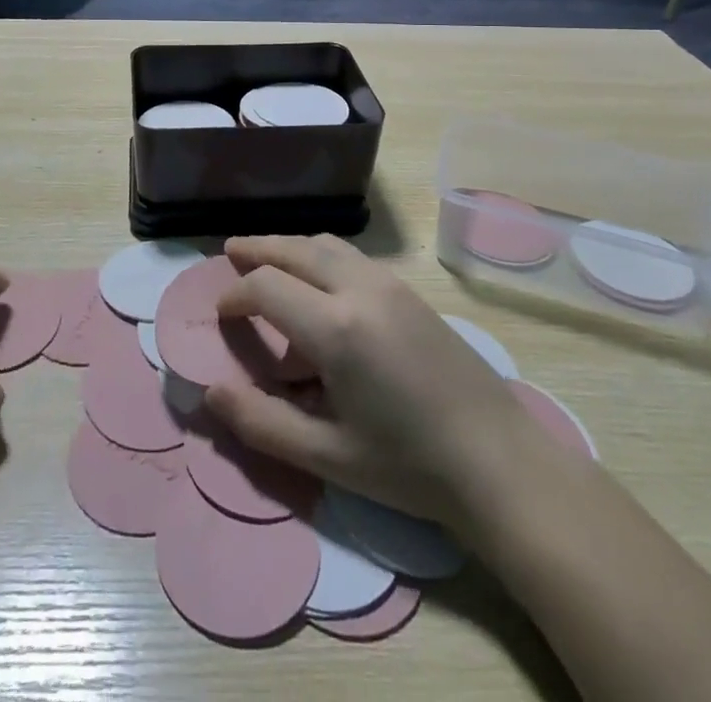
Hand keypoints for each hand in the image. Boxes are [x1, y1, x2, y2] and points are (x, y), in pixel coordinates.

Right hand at [204, 234, 524, 528]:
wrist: (500, 462)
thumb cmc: (409, 466)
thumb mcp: (328, 457)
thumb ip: (262, 423)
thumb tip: (211, 394)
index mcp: (335, 327)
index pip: (266, 287)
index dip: (236, 296)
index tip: (222, 314)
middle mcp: (360, 289)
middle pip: (295, 249)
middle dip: (258, 249)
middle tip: (230, 252)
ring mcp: (390, 285)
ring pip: (327, 244)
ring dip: (291, 246)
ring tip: (269, 258)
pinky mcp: (411, 292)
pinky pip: (353, 256)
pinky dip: (321, 254)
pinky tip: (319, 280)